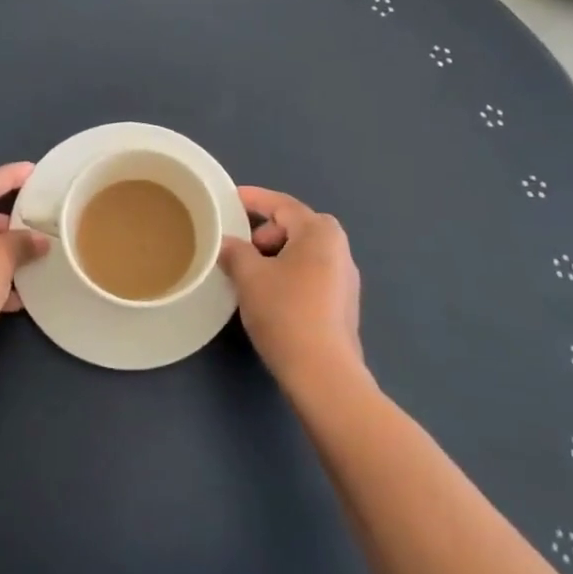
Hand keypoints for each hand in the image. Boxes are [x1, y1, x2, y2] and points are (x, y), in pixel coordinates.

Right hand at [219, 186, 363, 391]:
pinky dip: (287, 275)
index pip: (282, 204)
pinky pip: (309, 275)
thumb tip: (228, 244)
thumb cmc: (285, 312)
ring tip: (248, 274)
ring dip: (274, 256)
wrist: (323, 374)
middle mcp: (339, 249)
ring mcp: (345, 279)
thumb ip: (235, 251)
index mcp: (320, 232)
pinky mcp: (342, 306)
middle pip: (295, 227)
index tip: (229, 199)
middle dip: (264, 232)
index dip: (253, 199)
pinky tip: (268, 296)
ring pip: (302, 253)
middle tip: (238, 247)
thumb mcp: (250, 276)